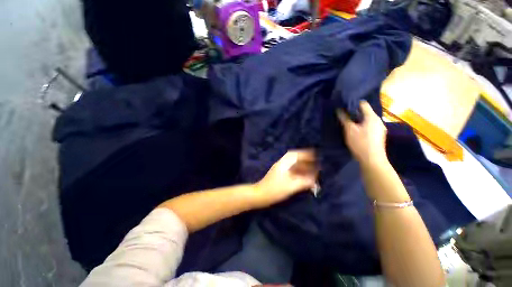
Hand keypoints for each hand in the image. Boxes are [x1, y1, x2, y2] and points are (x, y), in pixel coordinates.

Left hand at [253, 149, 317, 206]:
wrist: (259, 194)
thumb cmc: (274, 190)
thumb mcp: (290, 187)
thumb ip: (303, 183)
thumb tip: (314, 181)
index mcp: (283, 164)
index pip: (294, 154)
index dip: (304, 153)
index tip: (314, 154)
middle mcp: (281, 164)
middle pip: (293, 158)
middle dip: (304, 159)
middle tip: (314, 162)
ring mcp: (279, 169)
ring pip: (292, 164)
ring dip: (301, 165)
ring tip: (310, 169)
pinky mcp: (278, 174)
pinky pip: (290, 169)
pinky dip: (297, 170)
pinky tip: (301, 175)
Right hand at [337, 101, 387, 166]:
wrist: (372, 160)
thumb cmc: (360, 143)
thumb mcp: (349, 130)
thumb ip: (344, 119)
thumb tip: (339, 110)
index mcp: (372, 117)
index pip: (363, 104)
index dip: (353, 104)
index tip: (343, 106)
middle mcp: (378, 120)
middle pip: (365, 112)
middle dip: (354, 113)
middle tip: (344, 116)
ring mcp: (380, 128)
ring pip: (367, 120)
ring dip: (358, 120)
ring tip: (348, 124)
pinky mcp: (379, 135)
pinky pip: (369, 126)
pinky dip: (362, 126)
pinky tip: (356, 132)